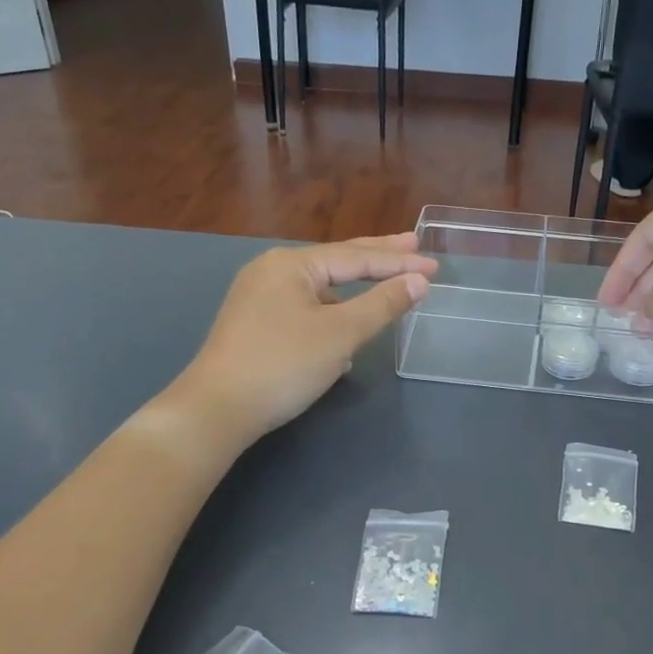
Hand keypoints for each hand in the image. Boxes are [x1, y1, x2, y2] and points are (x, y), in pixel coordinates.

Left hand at [173, 233, 435, 443]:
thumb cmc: (283, 364)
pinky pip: (305, 307)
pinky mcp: (255, 324)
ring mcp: (259, 297)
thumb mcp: (340, 334)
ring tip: (385, 285)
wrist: (217, 409)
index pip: (356, 257)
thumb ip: (382, 304)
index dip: (399, 262)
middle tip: (413, 244)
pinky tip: (346, 327)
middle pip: (336, 261)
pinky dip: (332, 312)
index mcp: (291, 264)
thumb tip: (418, 281)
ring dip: (354, 289)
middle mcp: (272, 271)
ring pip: (320, 287)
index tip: (435, 265)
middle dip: (377, 257)